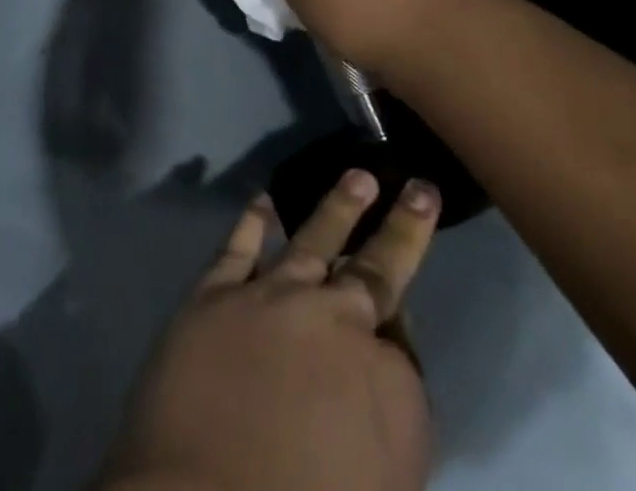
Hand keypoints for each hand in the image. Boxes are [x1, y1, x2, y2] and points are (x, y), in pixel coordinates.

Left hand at [101, 168, 439, 490]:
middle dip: (401, 226)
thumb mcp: (382, 486)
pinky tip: (264, 201)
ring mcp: (274, 296)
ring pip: (314, 239)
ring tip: (359, 175)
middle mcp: (338, 323)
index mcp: (390, 384)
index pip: (403, 344)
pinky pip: (240, 246)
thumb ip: (389, 429)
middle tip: (418, 187)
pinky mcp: (217, 291)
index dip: (398, 339)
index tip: (394, 330)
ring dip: (339, 206)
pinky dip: (253, 221)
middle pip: (377, 269)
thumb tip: (381, 377)